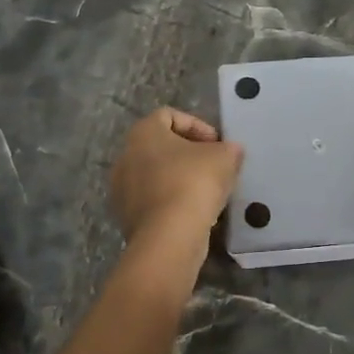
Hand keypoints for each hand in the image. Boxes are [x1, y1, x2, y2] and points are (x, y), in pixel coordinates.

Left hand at [110, 108, 243, 246]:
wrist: (168, 237)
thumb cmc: (194, 183)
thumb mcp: (225, 157)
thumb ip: (229, 148)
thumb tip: (231, 151)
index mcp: (143, 133)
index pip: (169, 115)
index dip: (197, 125)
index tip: (217, 144)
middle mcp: (125, 156)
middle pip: (162, 146)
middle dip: (190, 154)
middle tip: (214, 165)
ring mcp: (122, 189)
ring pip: (157, 175)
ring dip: (181, 178)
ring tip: (207, 191)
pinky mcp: (126, 217)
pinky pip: (154, 200)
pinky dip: (172, 201)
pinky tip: (194, 212)